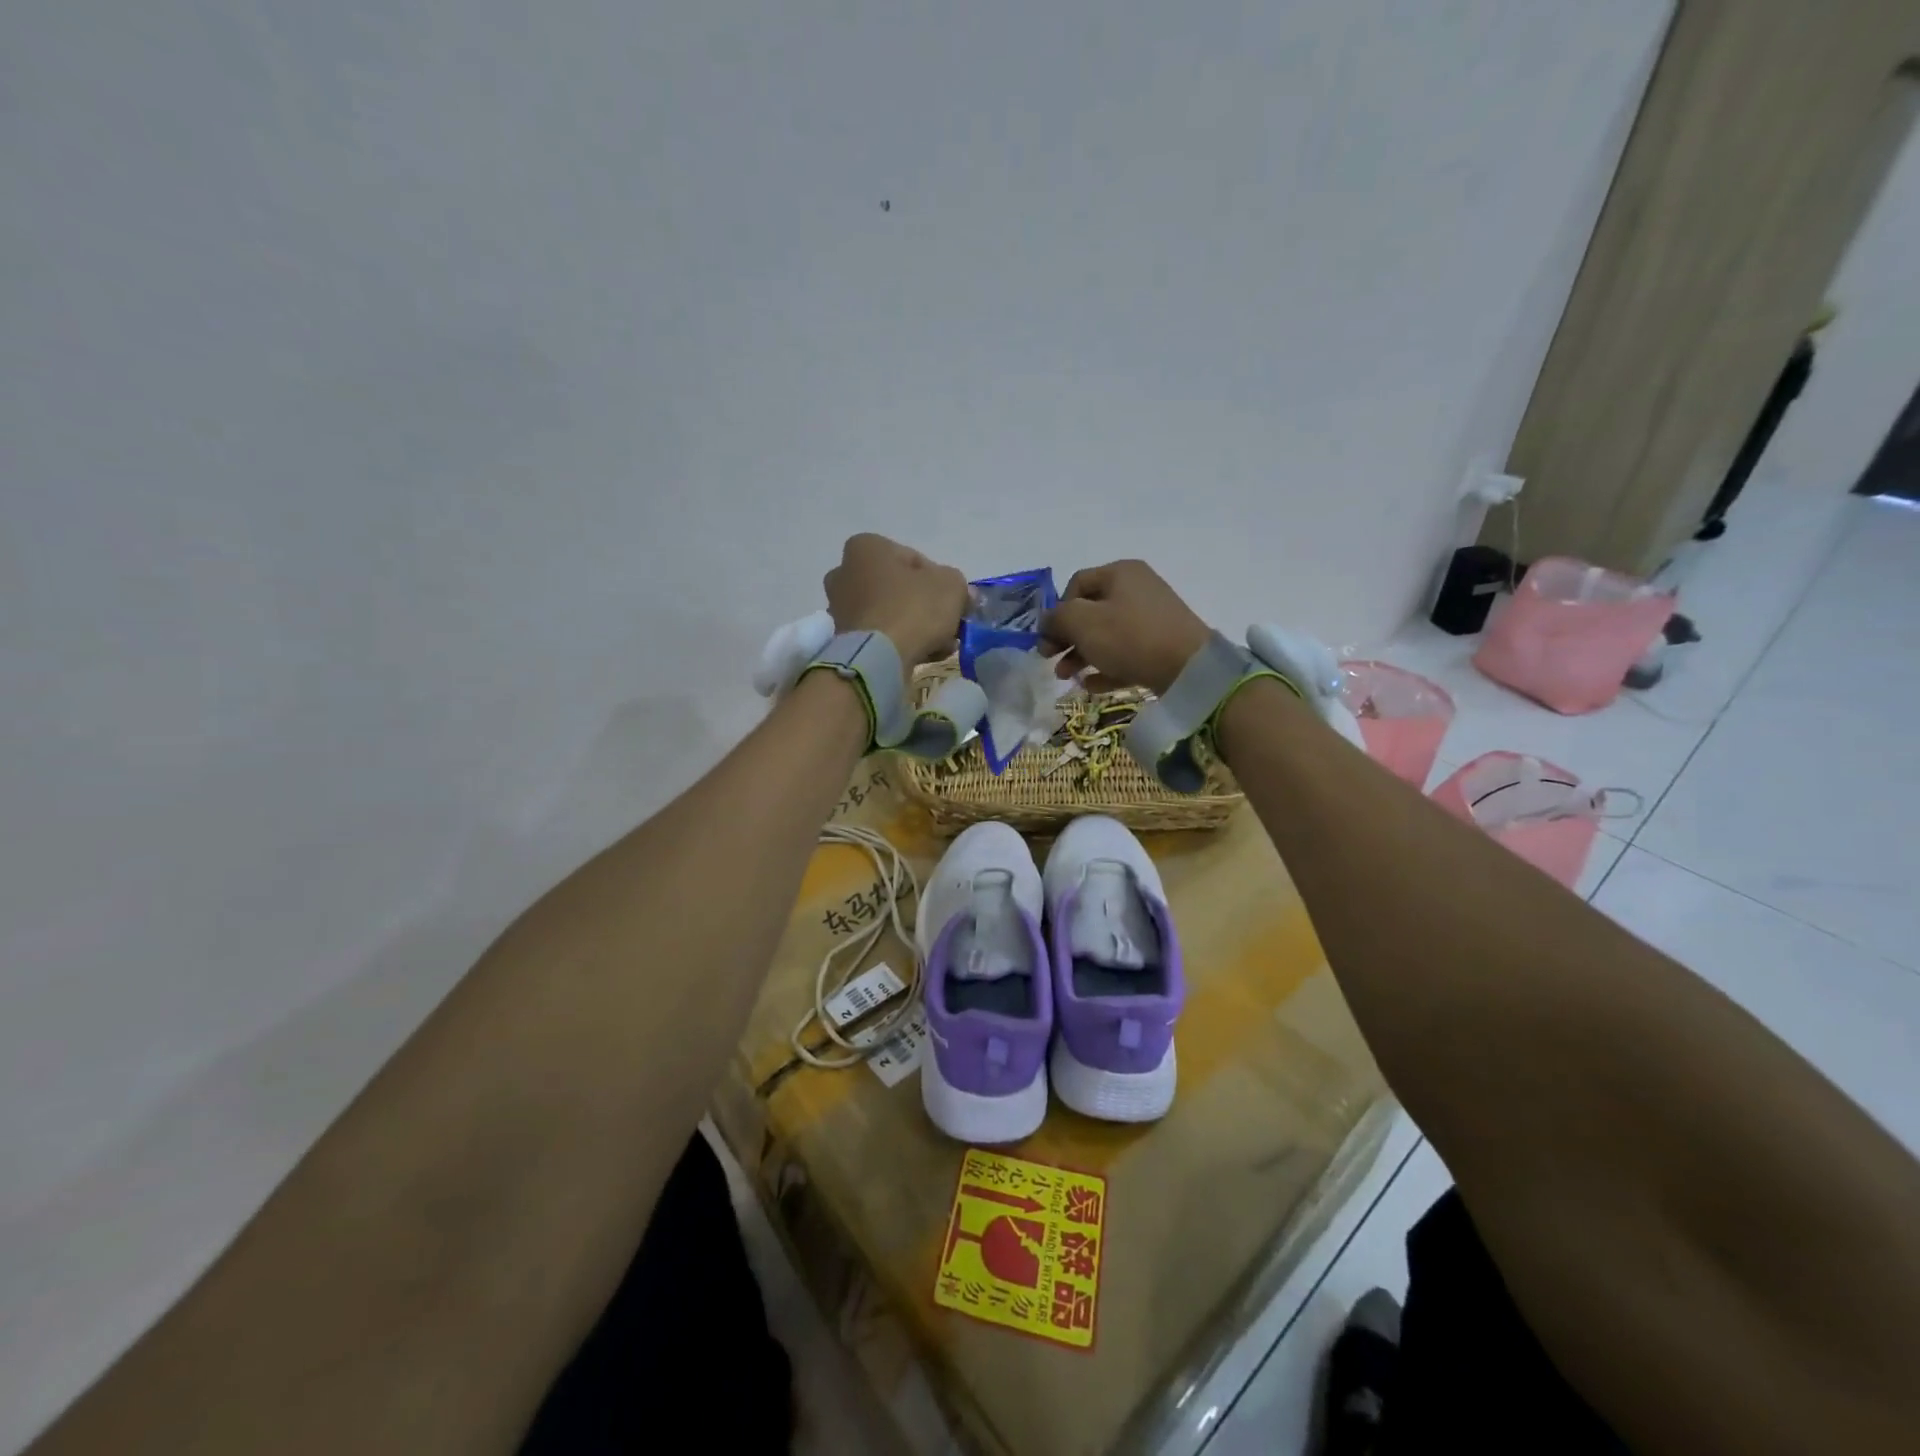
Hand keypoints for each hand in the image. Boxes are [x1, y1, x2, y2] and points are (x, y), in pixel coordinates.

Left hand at [824, 534, 968, 670]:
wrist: (878, 658)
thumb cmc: (912, 608)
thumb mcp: (951, 585)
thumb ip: (958, 584)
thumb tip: (961, 594)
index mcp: (866, 547)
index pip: (913, 559)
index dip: (939, 580)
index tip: (953, 600)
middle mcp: (844, 572)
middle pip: (898, 588)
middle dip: (924, 606)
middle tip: (947, 624)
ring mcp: (840, 607)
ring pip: (890, 614)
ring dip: (915, 627)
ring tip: (940, 646)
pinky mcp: (842, 638)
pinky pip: (879, 636)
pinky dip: (899, 643)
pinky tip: (922, 656)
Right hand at [1041, 560, 1211, 694]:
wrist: (1188, 668)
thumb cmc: (1129, 637)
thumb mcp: (1082, 622)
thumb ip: (1057, 618)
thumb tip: (1048, 621)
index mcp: (1120, 573)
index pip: (1076, 584)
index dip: (1057, 610)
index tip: (1048, 637)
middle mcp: (1137, 589)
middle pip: (1090, 611)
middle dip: (1066, 637)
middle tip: (1049, 659)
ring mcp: (1151, 619)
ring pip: (1105, 635)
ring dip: (1080, 655)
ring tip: (1067, 677)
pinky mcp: (1160, 646)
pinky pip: (1125, 654)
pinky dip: (1105, 667)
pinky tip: (1091, 685)